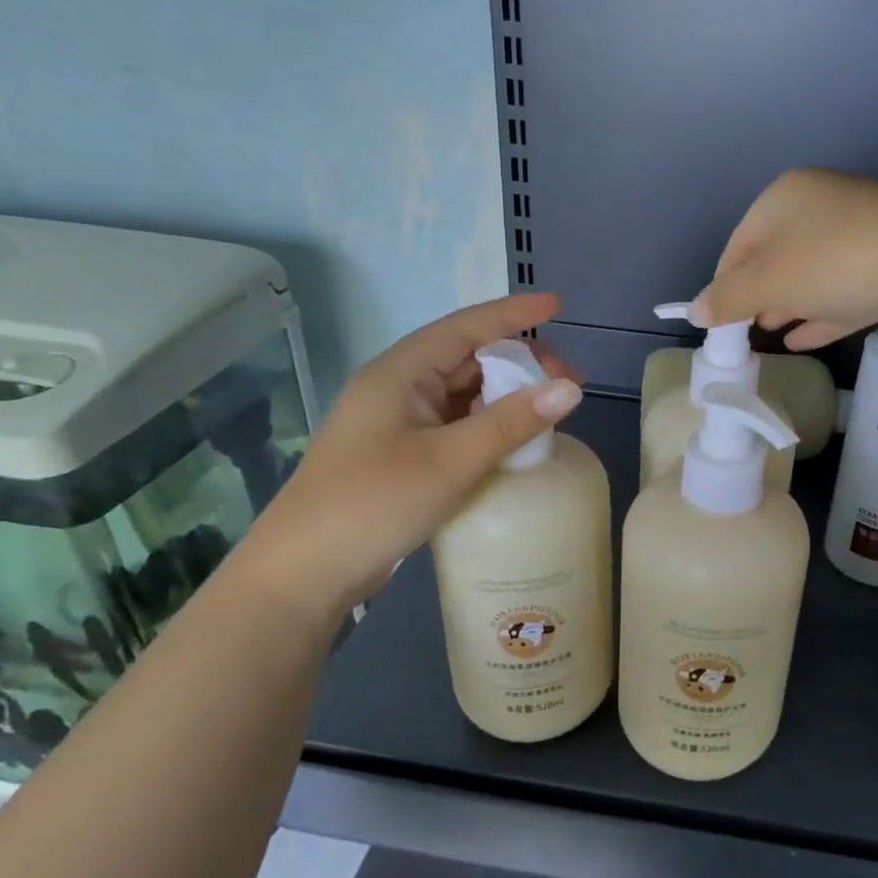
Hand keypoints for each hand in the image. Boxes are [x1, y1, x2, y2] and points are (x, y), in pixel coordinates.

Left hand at [231, 294, 582, 617]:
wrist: (306, 572)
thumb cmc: (373, 504)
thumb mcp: (449, 461)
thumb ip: (511, 423)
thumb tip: (571, 388)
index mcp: (400, 373)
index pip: (466, 327)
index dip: (514, 313)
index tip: (559, 305)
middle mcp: (399, 388)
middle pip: (468, 358)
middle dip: (520, 361)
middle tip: (569, 382)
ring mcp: (399, 423)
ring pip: (464, 393)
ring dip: (507, 395)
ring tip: (552, 409)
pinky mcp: (403, 455)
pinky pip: (457, 425)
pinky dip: (490, 425)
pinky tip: (516, 439)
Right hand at [692, 168, 877, 348]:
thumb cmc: (833, 263)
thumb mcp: (768, 282)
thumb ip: (728, 298)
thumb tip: (696, 312)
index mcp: (786, 197)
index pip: (739, 242)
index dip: (723, 282)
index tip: (716, 320)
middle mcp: (822, 207)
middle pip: (776, 256)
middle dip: (757, 294)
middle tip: (743, 328)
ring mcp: (860, 235)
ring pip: (811, 275)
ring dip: (788, 305)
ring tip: (769, 333)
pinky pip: (842, 293)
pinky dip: (820, 314)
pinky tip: (802, 340)